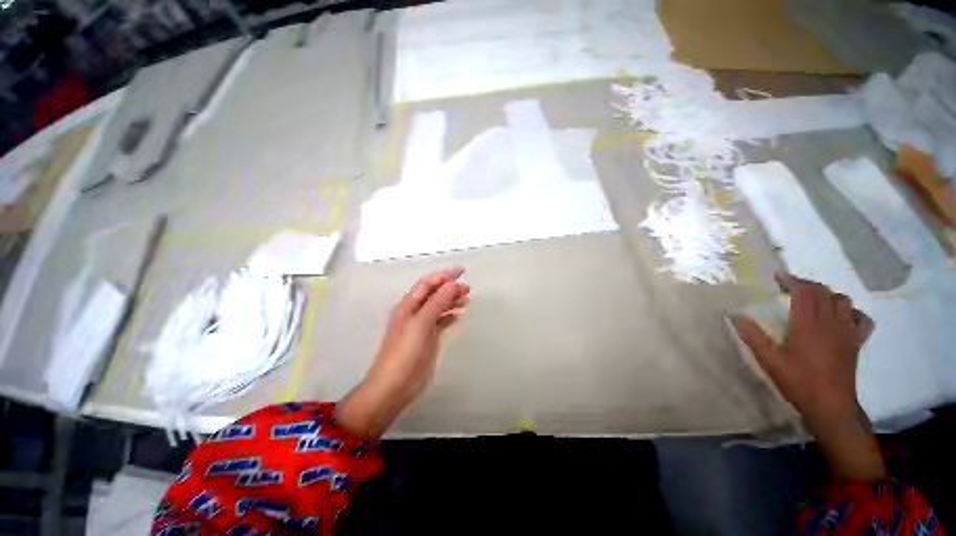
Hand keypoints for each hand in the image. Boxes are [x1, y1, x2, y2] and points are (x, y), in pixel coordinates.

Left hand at [337, 268, 469, 436]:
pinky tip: (459, 314)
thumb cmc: (405, 351)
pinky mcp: (427, 338)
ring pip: (439, 307)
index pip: (428, 284)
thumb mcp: (421, 322)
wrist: (394, 385)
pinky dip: (450, 315)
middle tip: (468, 288)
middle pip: (434, 294)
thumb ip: (437, 302)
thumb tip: (452, 284)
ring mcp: (421, 326)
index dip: (444, 276)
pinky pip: (441, 321)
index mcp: (408, 305)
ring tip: (467, 299)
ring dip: (452, 300)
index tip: (461, 271)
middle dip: (450, 288)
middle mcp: (414, 312)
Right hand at [732, 271, 884, 480]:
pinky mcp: (856, 342)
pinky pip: (862, 319)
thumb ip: (753, 336)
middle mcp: (831, 323)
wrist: (830, 406)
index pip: (804, 292)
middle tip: (790, 287)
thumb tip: (735, 316)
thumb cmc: (798, 381)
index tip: (778, 276)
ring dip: (828, 295)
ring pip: (843, 301)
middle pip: (824, 292)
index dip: (792, 280)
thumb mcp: (769, 360)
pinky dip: (852, 312)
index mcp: (809, 325)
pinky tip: (842, 317)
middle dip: (807, 285)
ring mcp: (847, 332)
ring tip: (814, 300)